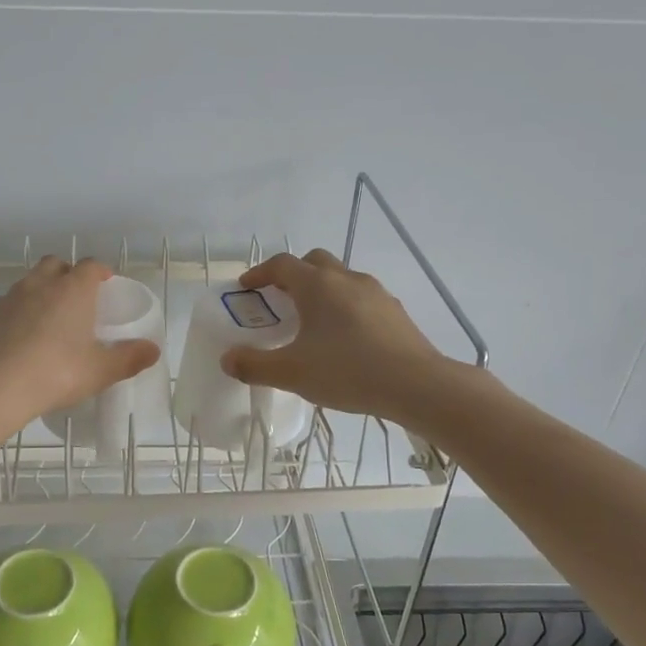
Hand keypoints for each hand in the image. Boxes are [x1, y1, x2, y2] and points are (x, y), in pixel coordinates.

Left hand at [0, 257, 160, 439]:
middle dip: (66, 275)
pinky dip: (14, 316)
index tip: (106, 284)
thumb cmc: (55, 373)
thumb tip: (153, 349)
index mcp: (72, 290)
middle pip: (54, 265)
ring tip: (46, 323)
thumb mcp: (99, 371)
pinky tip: (17, 342)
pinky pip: (4, 308)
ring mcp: (7, 298)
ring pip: (27, 284)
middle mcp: (39, 285)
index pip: (90, 266)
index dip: (100, 272)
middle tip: (76, 300)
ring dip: (39, 294)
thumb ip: (128, 358)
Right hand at [219, 249, 448, 420]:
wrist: (417, 384)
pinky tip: (346, 338)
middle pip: (314, 262)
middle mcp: (346, 279)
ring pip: (341, 278)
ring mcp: (375, 292)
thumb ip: (254, 365)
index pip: (281, 264)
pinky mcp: (395, 311)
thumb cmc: (348, 371)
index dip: (260, 273)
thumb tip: (228, 359)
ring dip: (322, 290)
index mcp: (317, 285)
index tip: (246, 287)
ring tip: (313, 321)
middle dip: (293, 274)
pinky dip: (345, 307)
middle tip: (280, 299)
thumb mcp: (292, 373)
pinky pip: (362, 298)